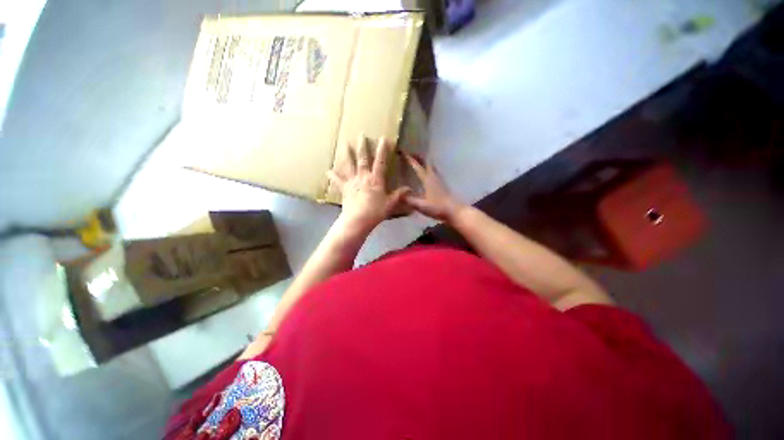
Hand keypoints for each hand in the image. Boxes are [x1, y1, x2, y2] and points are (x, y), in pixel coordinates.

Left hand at [327, 135, 409, 233]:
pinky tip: (327, 171)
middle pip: (363, 159)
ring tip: (344, 144)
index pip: (380, 162)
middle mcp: (363, 177)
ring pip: (349, 165)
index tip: (383, 139)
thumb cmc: (375, 211)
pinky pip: (338, 181)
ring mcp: (352, 182)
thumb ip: (399, 195)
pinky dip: (333, 176)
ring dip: (347, 154)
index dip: (382, 150)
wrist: (357, 220)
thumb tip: (410, 189)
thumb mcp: (390, 204)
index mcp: (375, 179)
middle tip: (361, 135)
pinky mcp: (345, 189)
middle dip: (363, 147)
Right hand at [403, 153, 464, 221]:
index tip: (403, 152)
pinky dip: (429, 167)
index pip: (417, 167)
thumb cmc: (437, 208)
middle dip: (418, 156)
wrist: (454, 211)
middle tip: (410, 153)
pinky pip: (434, 171)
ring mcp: (439, 179)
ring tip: (418, 159)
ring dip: (424, 161)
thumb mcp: (421, 206)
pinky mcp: (442, 184)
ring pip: (431, 166)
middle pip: (426, 162)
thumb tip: (398, 194)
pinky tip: (427, 172)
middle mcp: (433, 176)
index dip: (410, 159)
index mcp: (427, 179)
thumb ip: (409, 200)